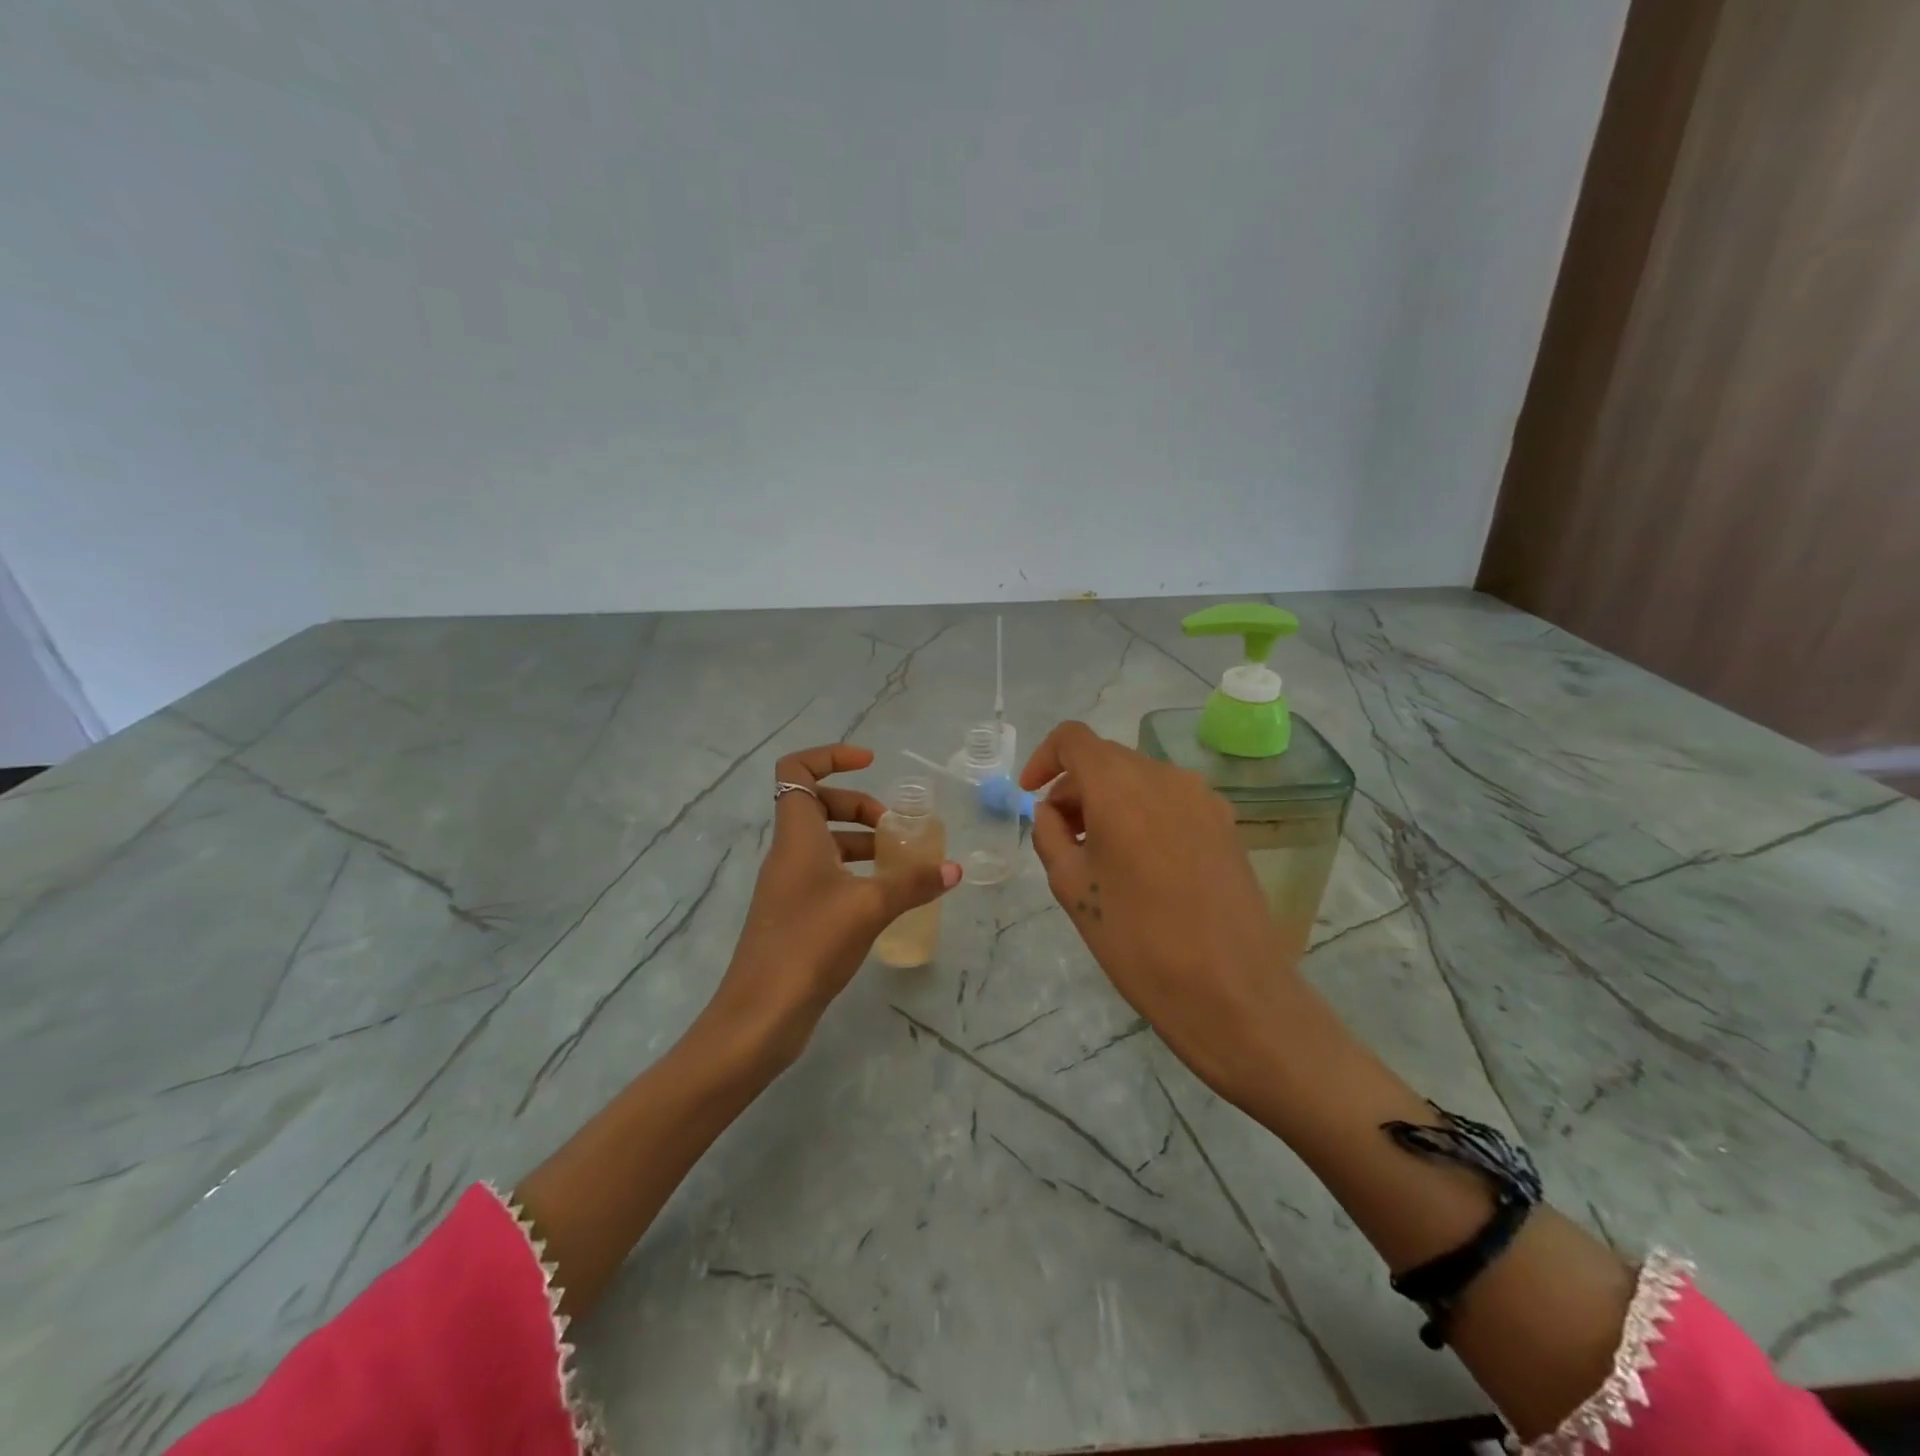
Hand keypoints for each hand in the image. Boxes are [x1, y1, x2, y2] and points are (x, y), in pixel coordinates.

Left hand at [703, 744, 959, 1066]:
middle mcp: (788, 853)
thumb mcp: (869, 908)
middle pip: (817, 804)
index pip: (797, 770)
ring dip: (860, 842)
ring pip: (824, 843)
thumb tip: (954, 869)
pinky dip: (854, 873)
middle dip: (858, 805)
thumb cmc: (810, 944)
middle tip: (895, 827)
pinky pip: (825, 874)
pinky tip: (883, 898)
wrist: (760, 1014)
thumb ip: (913, 884)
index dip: (831, 756)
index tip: (871, 764)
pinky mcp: (793, 915)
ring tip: (899, 862)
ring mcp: (788, 885)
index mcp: (797, 836)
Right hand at [1020, 721, 1302, 1103]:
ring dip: (1109, 802)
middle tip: (1060, 838)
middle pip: (1107, 759)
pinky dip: (1143, 815)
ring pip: (1140, 780)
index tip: (1031, 797)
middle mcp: (1165, 776)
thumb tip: (1052, 811)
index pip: (1073, 739)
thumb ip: (1050, 835)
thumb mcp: (1072, 887)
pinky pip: (1170, 801)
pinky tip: (1141, 865)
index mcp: (1120, 786)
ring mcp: (1203, 798)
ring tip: (1100, 856)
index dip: (1043, 759)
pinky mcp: (1226, 823)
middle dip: (1075, 788)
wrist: (1232, 992)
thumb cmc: (1138, 940)